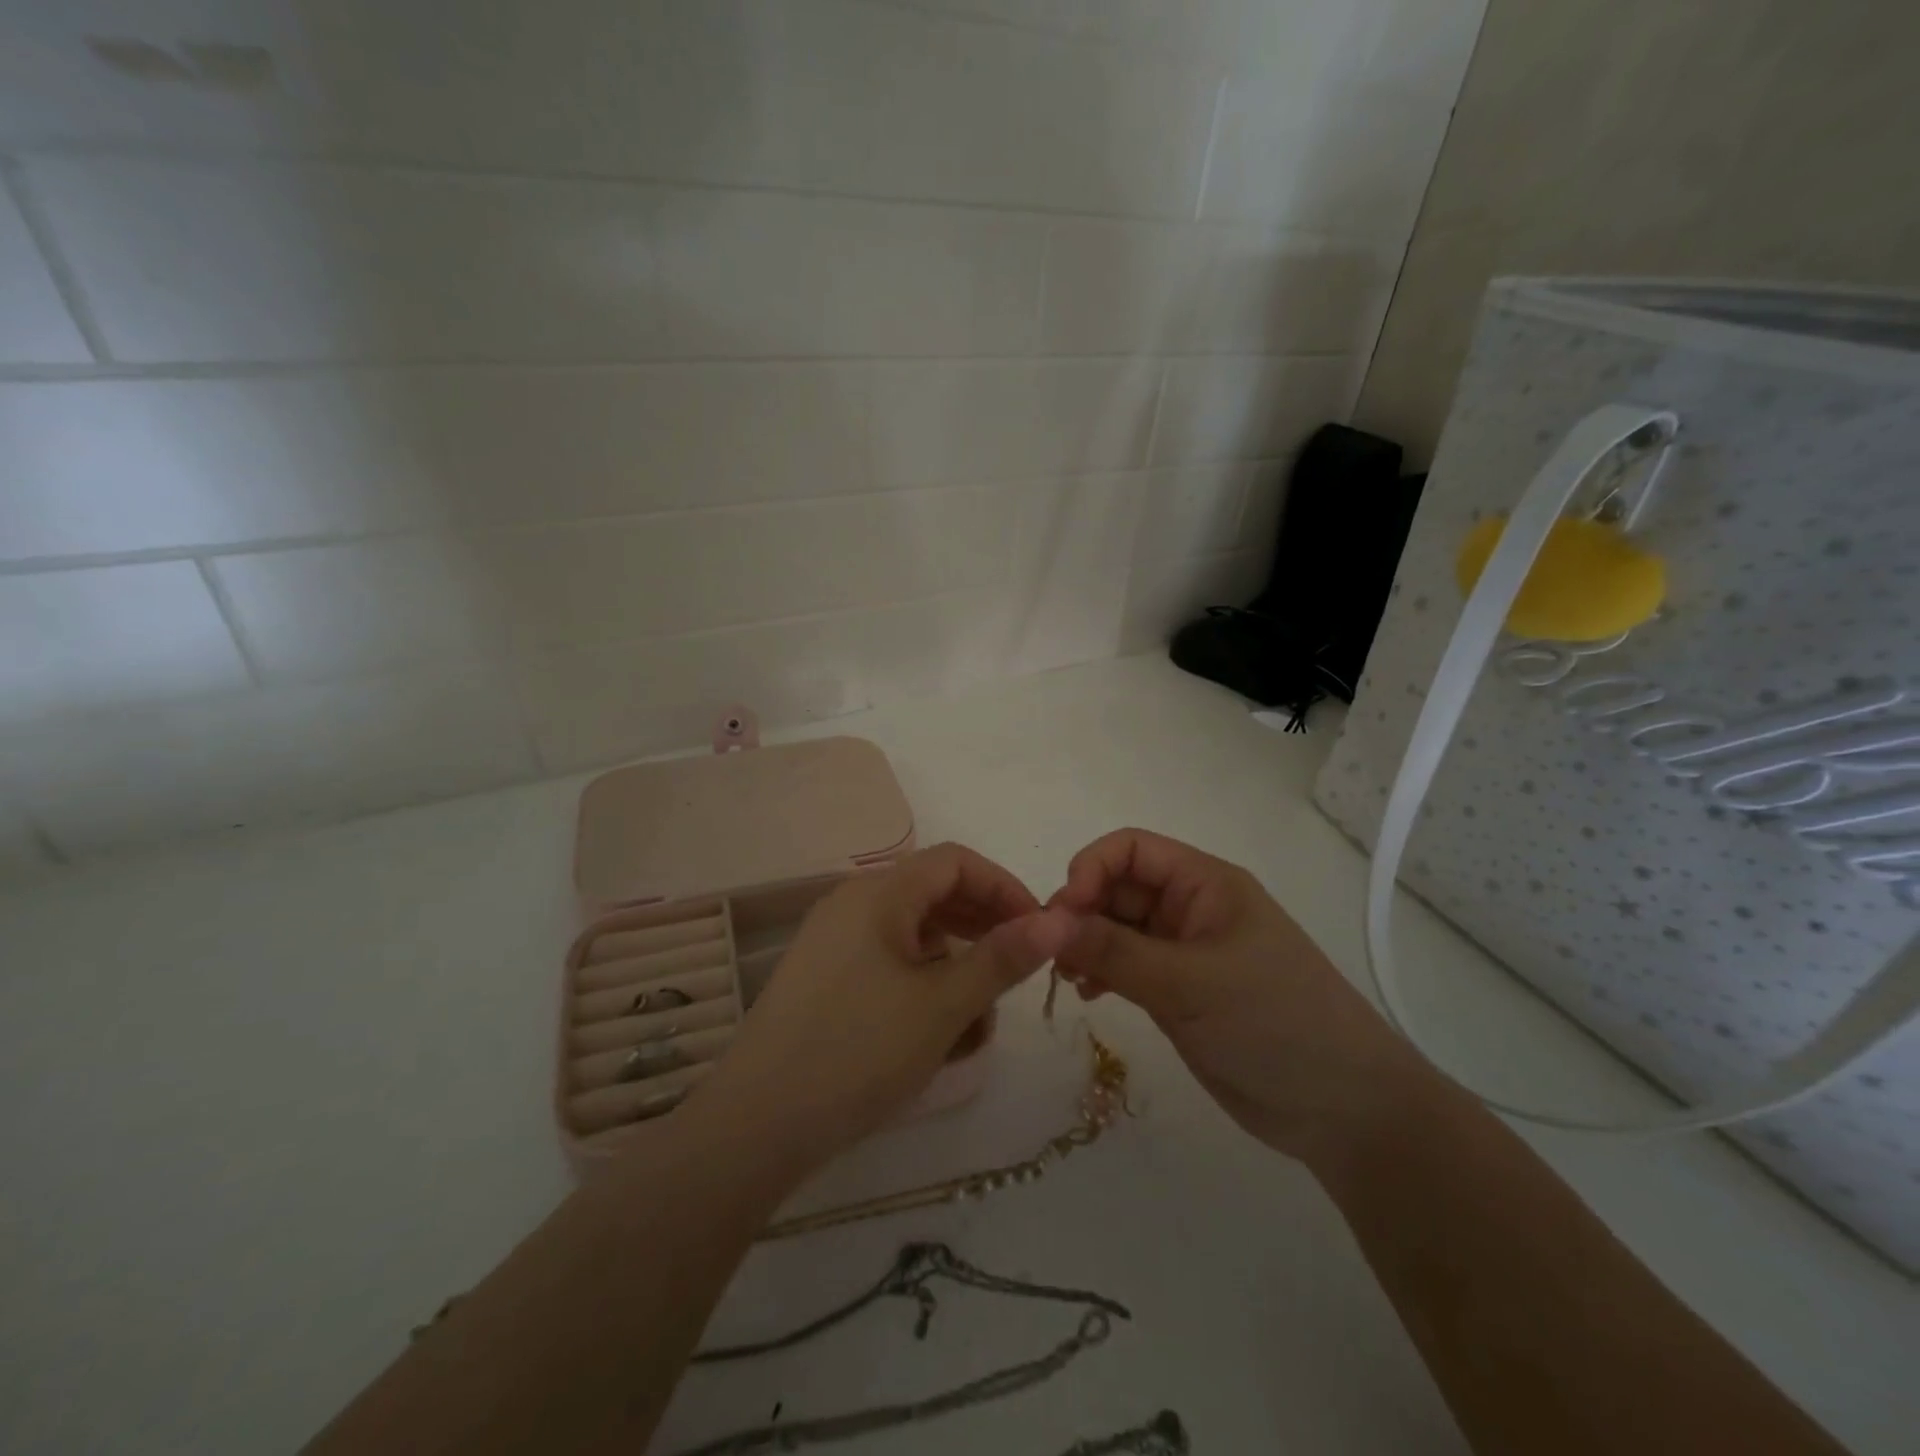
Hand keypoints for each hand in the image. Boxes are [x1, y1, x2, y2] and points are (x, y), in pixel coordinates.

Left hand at [694, 843, 1076, 1178]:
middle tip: (1018, 973)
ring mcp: (834, 943)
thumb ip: (1002, 958)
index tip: (1039, 931)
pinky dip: (921, 988)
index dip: (1004, 887)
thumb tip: (1059, 919)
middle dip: (983, 930)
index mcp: (878, 893)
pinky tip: (937, 1035)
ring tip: (979, 1020)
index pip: (956, 862)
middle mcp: (853, 904)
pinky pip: (888, 966)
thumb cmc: (858, 1051)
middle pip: (934, 895)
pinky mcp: (825, 981)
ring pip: (913, 937)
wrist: (756, 1126)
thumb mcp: (943, 1005)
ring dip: (955, 968)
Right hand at [1050, 828, 1427, 1161]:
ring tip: (1069, 978)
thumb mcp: (1190, 984)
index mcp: (1205, 884)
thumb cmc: (1275, 1024)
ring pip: (1118, 928)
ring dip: (1087, 943)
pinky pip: (1126, 966)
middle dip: (1082, 911)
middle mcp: (1192, 908)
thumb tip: (1047, 923)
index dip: (1090, 869)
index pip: (1131, 849)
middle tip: (1053, 955)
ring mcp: (1185, 951)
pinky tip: (1088, 995)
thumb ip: (1115, 951)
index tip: (1062, 915)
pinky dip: (1101, 972)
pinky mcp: (1179, 992)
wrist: (1343, 1109)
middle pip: (1119, 887)